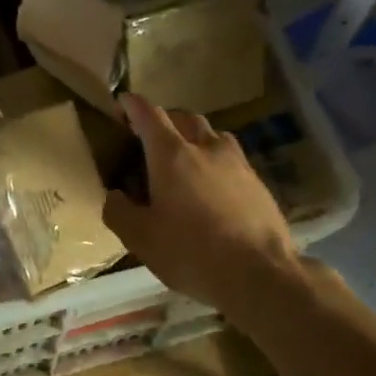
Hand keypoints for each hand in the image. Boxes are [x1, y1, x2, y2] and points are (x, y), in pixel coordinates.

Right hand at [102, 94, 302, 314]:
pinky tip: (213, 188)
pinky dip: (216, 162)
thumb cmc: (191, 252)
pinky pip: (231, 159)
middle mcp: (205, 148)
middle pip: (184, 118)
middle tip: (152, 136)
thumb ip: (119, 212)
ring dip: (195, 138)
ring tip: (186, 159)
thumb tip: (114, 195)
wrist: (261, 273)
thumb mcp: (141, 238)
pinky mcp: (258, 182)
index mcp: (171, 155)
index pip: (149, 115)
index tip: (123, 102)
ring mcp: (237, 163)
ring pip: (213, 136)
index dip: (133, 105)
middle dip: (165, 120)